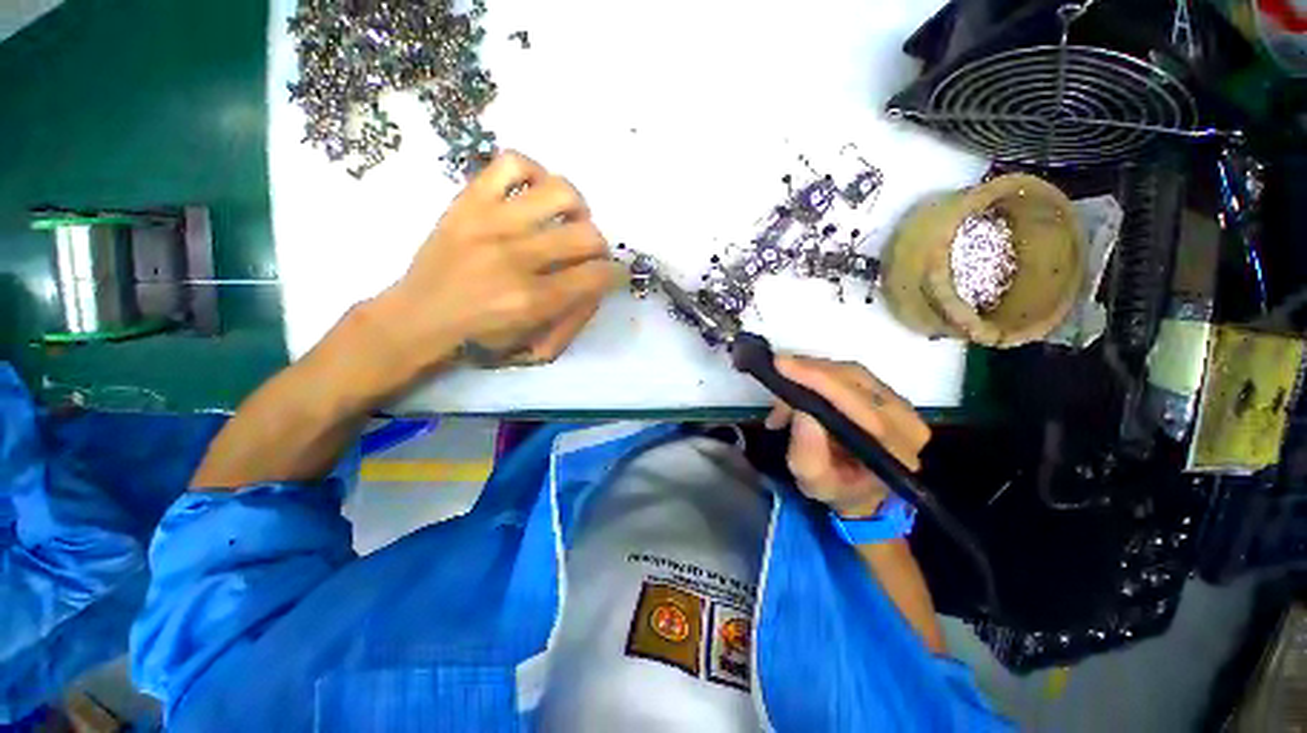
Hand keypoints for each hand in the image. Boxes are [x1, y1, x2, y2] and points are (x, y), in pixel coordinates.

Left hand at [373, 150, 619, 373]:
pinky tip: (533, 195)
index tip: (611, 275)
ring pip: (560, 192)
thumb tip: (600, 285)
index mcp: (532, 299)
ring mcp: (490, 221)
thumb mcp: (536, 344)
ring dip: (577, 209)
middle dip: (599, 248)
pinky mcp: (469, 199)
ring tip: (566, 220)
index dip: (615, 274)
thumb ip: (575, 316)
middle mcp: (516, 257)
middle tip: (586, 255)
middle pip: (587, 236)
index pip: (597, 275)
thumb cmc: (481, 337)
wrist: (418, 316)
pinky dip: (534, 174)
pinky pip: (512, 163)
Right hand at [763, 356, 930, 517]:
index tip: (783, 366)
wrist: (862, 490)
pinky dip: (818, 374)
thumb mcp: (815, 484)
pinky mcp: (885, 393)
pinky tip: (798, 387)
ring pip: (850, 371)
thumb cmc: (838, 489)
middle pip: (856, 379)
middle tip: (776, 374)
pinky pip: (849, 373)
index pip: (860, 405)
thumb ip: (807, 456)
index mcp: (894, 449)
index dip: (820, 381)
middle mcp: (906, 420)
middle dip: (810, 372)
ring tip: (784, 392)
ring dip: (810, 373)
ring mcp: (899, 403)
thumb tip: (801, 413)